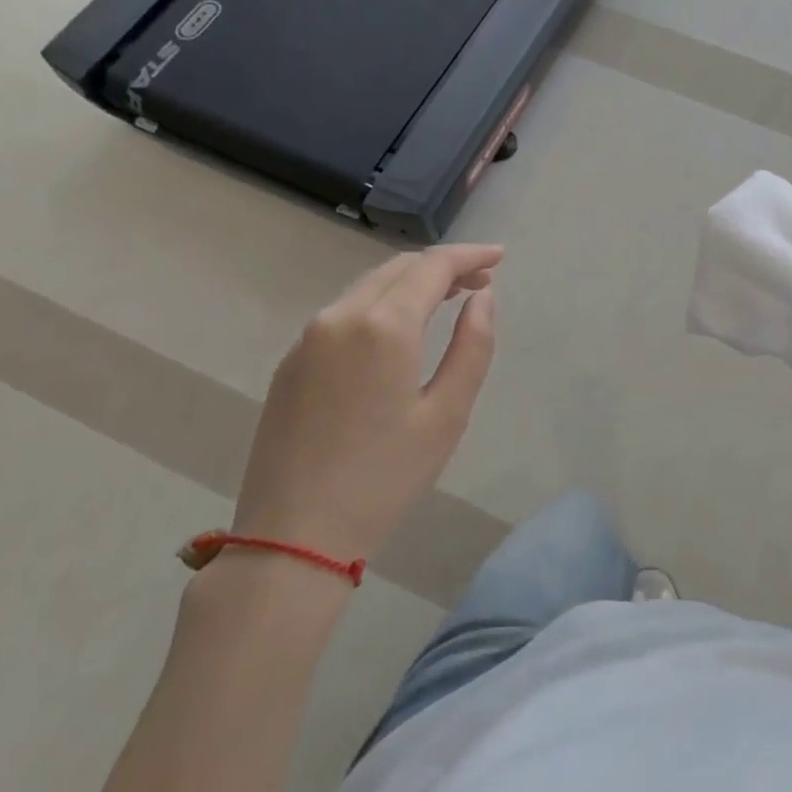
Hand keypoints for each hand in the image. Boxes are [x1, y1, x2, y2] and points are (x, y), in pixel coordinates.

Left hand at [232, 244, 502, 564]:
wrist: (293, 535)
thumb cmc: (385, 478)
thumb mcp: (447, 415)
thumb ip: (472, 346)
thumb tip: (483, 298)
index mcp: (382, 327)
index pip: (432, 267)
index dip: (469, 255)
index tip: (500, 256)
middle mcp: (340, 317)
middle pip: (398, 269)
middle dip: (443, 266)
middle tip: (481, 280)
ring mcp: (308, 338)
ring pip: (369, 288)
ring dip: (411, 283)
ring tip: (449, 299)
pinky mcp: (292, 362)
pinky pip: (345, 312)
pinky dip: (382, 304)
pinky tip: (401, 328)